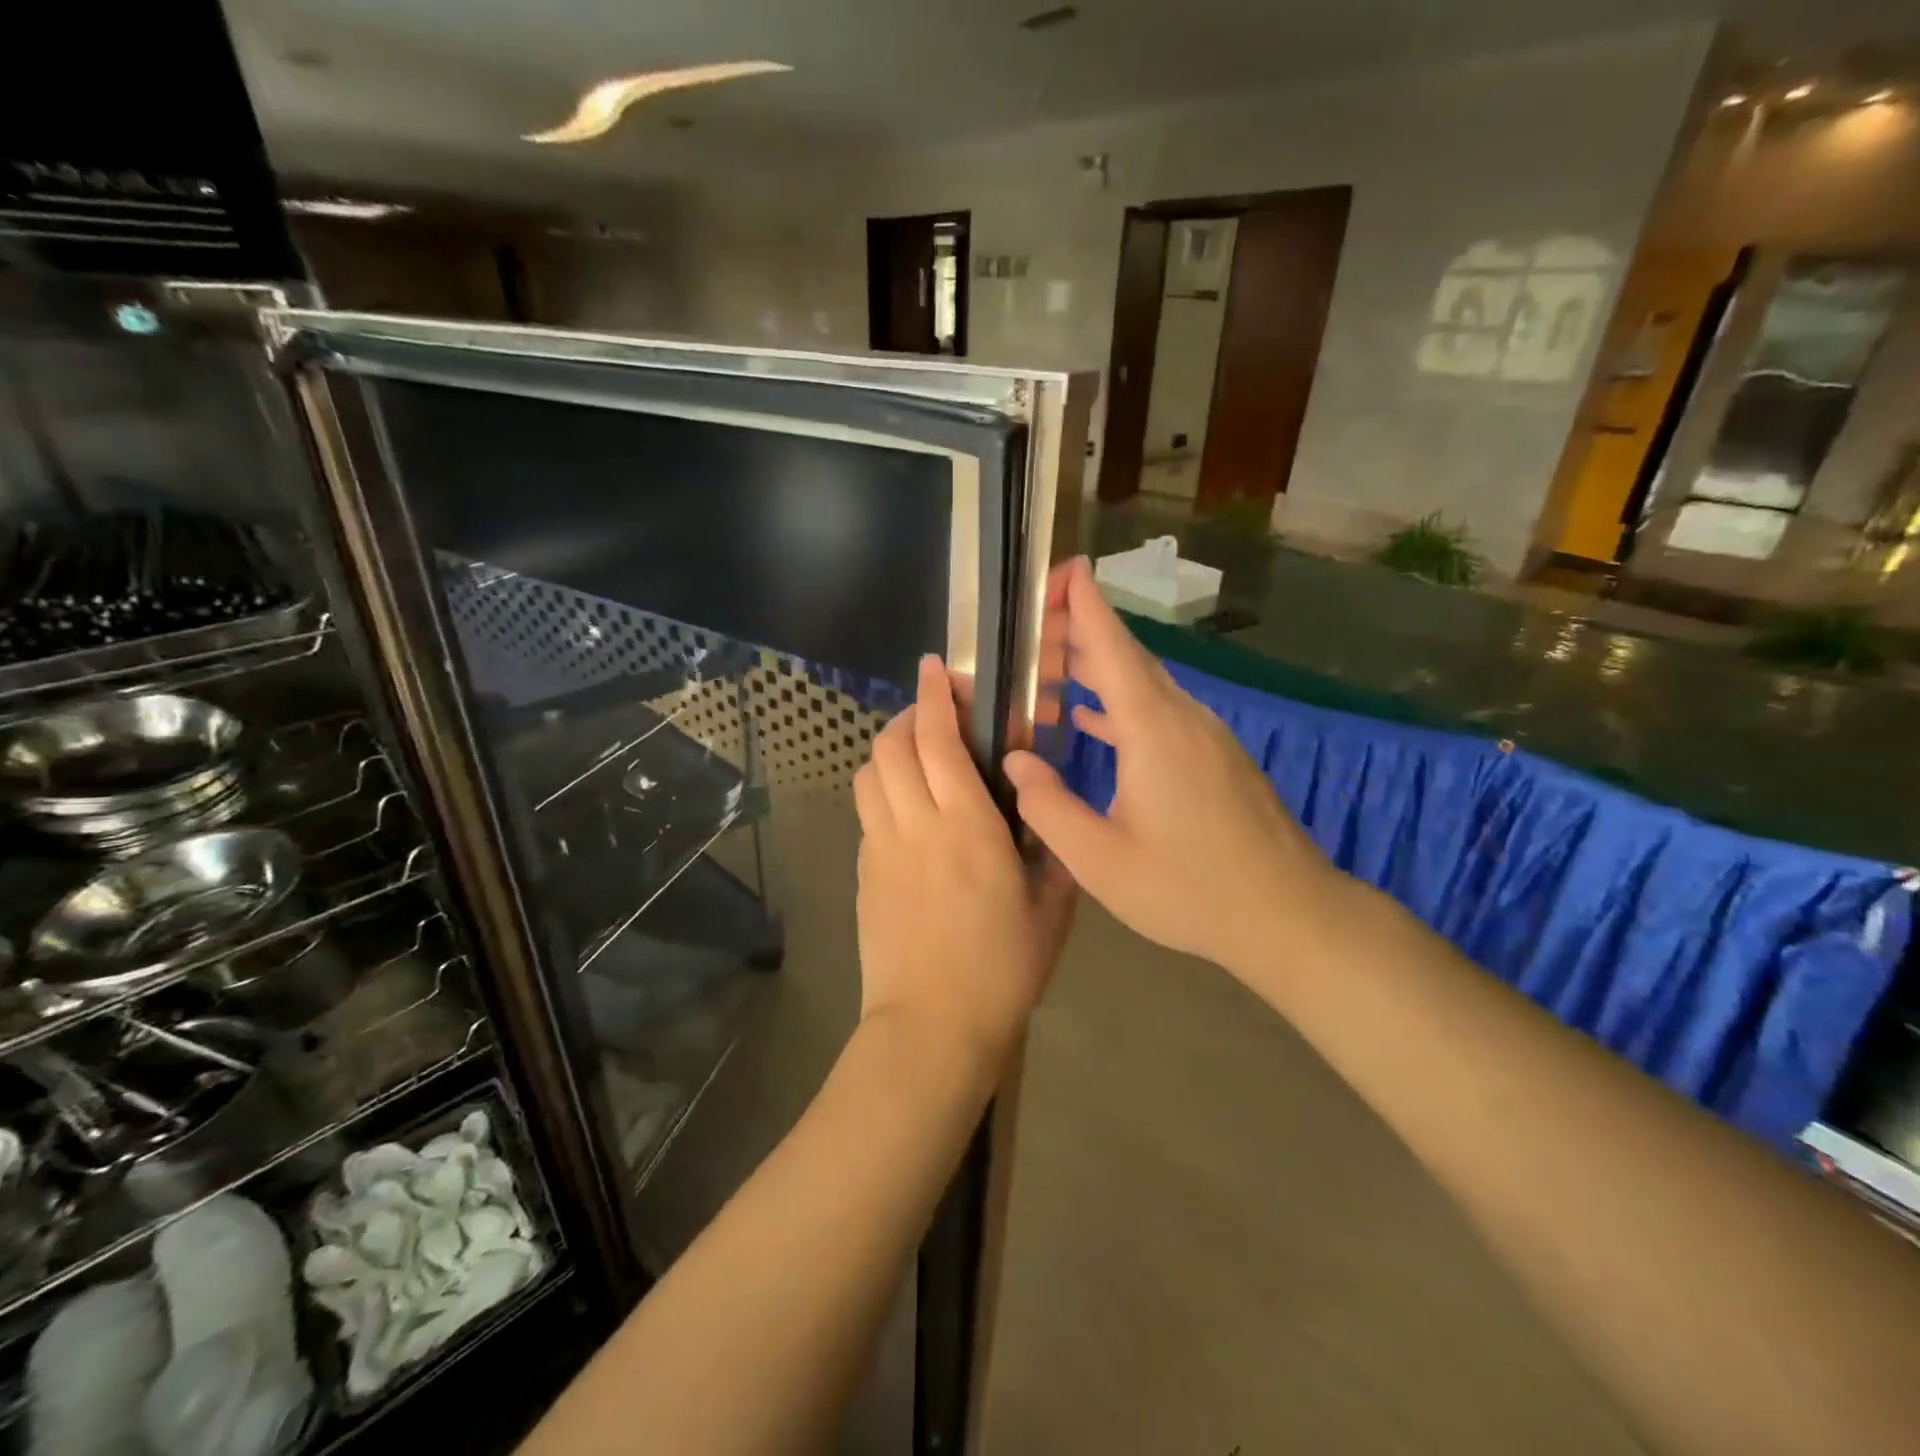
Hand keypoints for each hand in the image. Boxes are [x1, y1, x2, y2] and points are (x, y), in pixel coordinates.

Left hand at [853, 656, 1074, 1068]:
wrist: (933, 1027)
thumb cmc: (1003, 968)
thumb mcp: (1052, 908)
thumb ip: (1051, 851)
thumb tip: (1043, 815)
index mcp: (967, 828)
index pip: (939, 742)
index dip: (935, 697)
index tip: (937, 668)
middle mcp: (915, 826)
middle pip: (891, 747)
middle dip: (909, 716)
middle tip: (935, 716)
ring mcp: (881, 849)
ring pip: (869, 775)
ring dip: (889, 752)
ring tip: (917, 757)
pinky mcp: (863, 874)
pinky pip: (868, 813)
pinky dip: (883, 792)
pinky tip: (908, 813)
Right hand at [1003, 557, 1338, 975]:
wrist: (1290, 914)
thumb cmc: (1191, 890)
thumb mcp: (1101, 862)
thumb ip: (1048, 808)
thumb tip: (1014, 760)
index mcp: (1153, 731)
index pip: (1112, 648)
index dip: (1086, 603)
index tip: (1063, 567)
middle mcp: (1182, 718)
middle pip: (1127, 657)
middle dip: (1083, 628)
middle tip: (1037, 615)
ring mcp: (1205, 736)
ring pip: (1144, 685)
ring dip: (1099, 668)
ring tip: (1053, 661)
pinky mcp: (1216, 757)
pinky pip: (1159, 712)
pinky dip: (1121, 704)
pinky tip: (1094, 720)